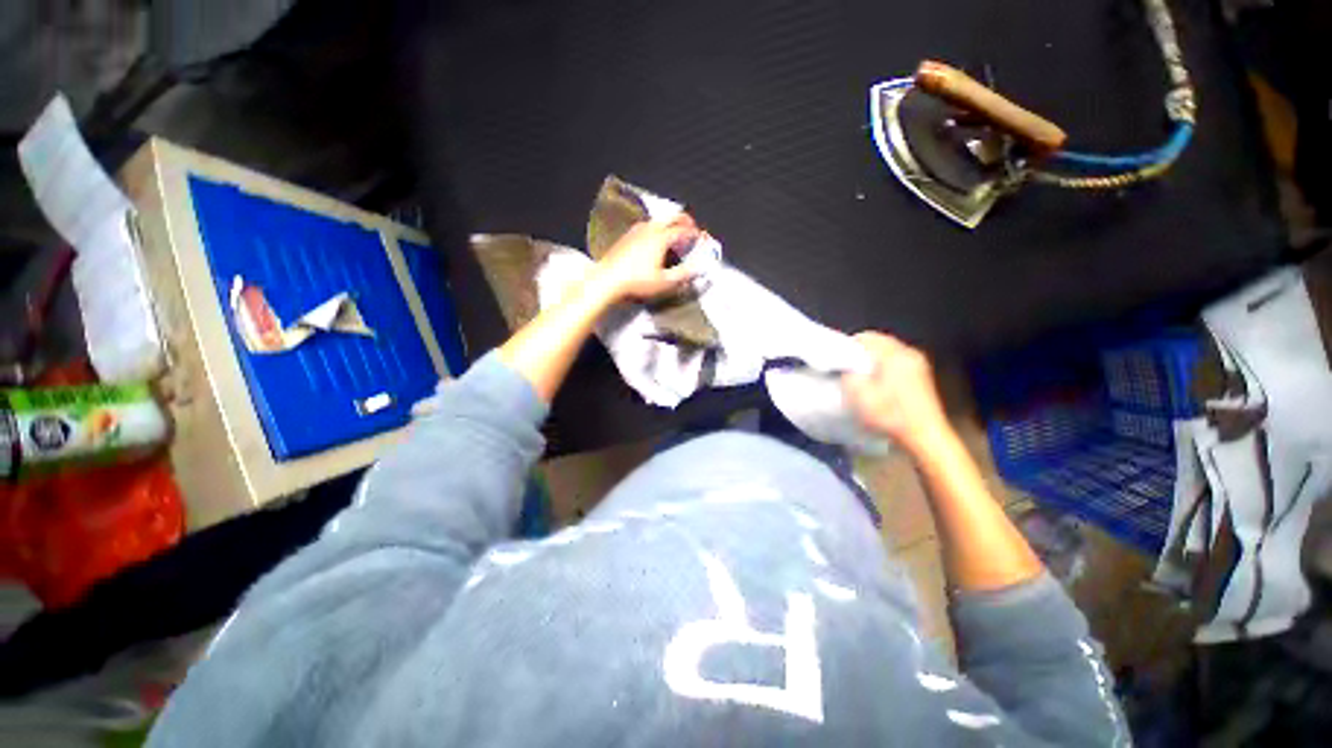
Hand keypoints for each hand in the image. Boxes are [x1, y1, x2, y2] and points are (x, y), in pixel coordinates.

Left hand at [587, 215, 701, 302]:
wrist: (607, 281)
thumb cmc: (637, 282)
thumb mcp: (664, 283)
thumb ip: (683, 275)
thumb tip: (698, 270)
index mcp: (661, 238)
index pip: (683, 230)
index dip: (694, 233)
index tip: (701, 237)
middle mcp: (649, 229)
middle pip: (671, 218)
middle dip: (684, 220)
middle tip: (692, 227)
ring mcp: (636, 231)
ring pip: (658, 220)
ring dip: (669, 223)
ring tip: (675, 233)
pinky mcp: (626, 237)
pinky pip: (646, 226)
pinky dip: (657, 228)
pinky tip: (654, 239)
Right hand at [843, 332, 950, 454]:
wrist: (924, 437)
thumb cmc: (890, 415)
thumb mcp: (858, 395)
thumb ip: (849, 374)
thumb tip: (847, 366)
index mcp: (894, 354)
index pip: (866, 337)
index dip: (849, 346)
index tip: (838, 360)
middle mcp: (909, 353)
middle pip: (879, 342)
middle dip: (861, 353)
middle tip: (848, 369)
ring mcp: (918, 364)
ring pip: (889, 352)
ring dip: (873, 360)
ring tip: (862, 377)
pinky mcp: (922, 375)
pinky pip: (898, 362)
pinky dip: (885, 367)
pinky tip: (879, 384)